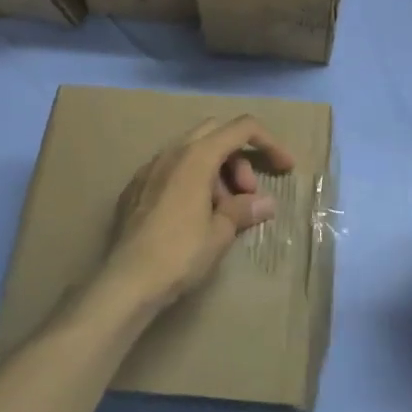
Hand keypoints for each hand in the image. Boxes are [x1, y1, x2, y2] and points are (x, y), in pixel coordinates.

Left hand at [102, 116, 295, 312]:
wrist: (126, 282)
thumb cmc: (180, 253)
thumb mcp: (220, 232)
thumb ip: (244, 209)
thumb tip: (265, 203)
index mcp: (196, 156)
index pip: (242, 128)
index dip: (270, 142)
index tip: (285, 167)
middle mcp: (171, 152)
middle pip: (216, 133)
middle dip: (239, 157)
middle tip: (247, 193)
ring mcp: (149, 169)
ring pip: (192, 151)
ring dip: (216, 171)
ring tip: (222, 211)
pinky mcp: (135, 188)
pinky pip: (171, 169)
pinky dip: (192, 180)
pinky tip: (193, 214)